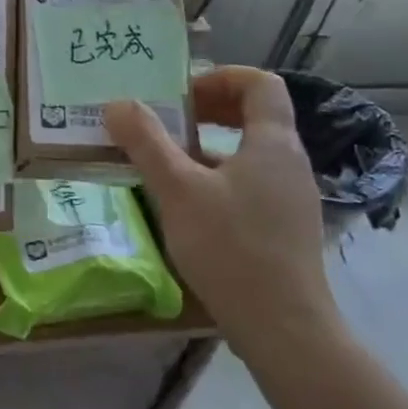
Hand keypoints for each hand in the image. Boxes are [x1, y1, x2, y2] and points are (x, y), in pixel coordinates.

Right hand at [103, 67, 339, 367]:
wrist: (285, 331)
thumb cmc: (231, 249)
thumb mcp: (177, 190)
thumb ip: (146, 142)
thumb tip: (117, 103)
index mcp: (273, 144)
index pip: (260, 83)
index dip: (220, 77)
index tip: (180, 95)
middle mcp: (289, 164)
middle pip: (256, 114)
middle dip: (209, 109)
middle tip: (167, 121)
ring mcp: (291, 199)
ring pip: (249, 152)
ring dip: (208, 146)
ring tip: (166, 161)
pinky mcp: (284, 229)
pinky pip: (250, 183)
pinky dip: (218, 177)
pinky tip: (186, 204)